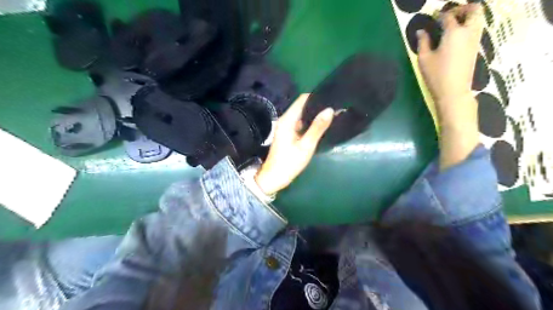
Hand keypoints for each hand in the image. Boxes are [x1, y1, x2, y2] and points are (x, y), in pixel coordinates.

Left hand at [254, 93, 332, 195]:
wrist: (274, 178)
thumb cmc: (289, 162)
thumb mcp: (306, 146)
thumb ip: (317, 127)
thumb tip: (330, 109)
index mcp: (287, 120)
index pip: (303, 99)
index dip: (317, 96)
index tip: (332, 97)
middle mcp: (286, 120)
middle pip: (303, 106)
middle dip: (318, 105)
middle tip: (336, 107)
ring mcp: (286, 127)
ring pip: (303, 115)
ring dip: (315, 115)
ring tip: (332, 115)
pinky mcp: (288, 134)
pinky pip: (301, 123)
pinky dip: (311, 123)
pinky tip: (322, 126)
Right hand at [420, 3, 484, 125]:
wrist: (453, 91)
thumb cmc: (436, 75)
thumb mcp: (424, 59)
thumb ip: (423, 42)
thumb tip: (421, 31)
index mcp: (454, 32)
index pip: (448, 16)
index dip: (440, 15)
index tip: (433, 17)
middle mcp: (468, 31)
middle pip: (474, 9)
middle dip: (462, 9)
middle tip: (448, 16)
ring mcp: (475, 39)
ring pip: (478, 18)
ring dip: (467, 17)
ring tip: (452, 25)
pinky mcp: (476, 48)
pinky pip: (476, 28)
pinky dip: (468, 26)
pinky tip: (455, 36)